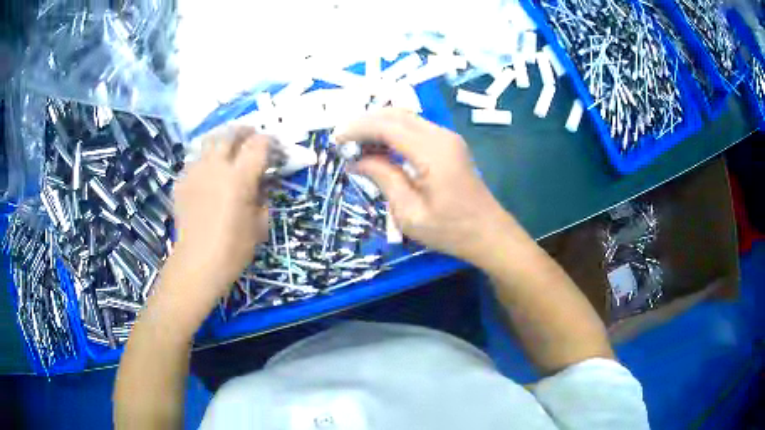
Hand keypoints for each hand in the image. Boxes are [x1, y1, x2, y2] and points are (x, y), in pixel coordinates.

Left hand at [169, 127, 269, 301]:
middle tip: (250, 135)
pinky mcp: (181, 181)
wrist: (198, 263)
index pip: (258, 144)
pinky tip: (207, 172)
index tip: (273, 146)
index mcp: (240, 177)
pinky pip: (194, 160)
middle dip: (244, 130)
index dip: (268, 141)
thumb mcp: (260, 224)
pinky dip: (204, 159)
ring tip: (227, 148)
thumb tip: (262, 182)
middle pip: (230, 133)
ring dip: (221, 140)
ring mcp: (195, 172)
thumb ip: (263, 196)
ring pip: (208, 141)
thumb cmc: (234, 248)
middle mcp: (216, 167)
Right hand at [336, 108, 515, 263]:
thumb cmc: (450, 231)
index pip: (387, 126)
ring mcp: (447, 138)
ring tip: (356, 144)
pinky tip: (380, 148)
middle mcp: (441, 136)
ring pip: (405, 117)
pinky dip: (393, 132)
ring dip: (378, 125)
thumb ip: (383, 178)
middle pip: (396, 114)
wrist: (488, 233)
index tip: (336, 140)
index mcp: (432, 152)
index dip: (358, 128)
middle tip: (343, 140)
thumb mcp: (410, 213)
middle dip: (365, 122)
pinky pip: (415, 128)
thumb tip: (356, 160)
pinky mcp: (449, 144)